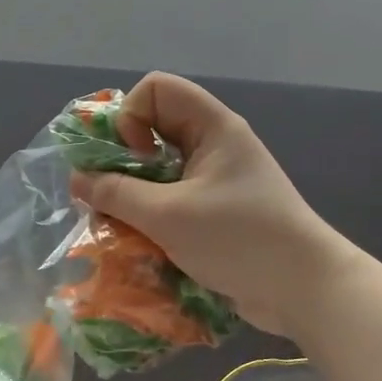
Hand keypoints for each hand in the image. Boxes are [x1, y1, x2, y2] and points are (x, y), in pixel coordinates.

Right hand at [70, 73, 353, 337]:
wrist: (304, 291)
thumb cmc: (239, 239)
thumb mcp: (168, 215)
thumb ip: (116, 193)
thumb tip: (77, 178)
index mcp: (212, 127)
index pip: (156, 89)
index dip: (132, 115)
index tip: (132, 159)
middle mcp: (213, 145)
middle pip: (152, 129)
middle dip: (123, 160)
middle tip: (112, 195)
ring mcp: (216, 179)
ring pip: (157, 169)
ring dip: (132, 193)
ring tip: (121, 224)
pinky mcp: (215, 212)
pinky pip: (170, 199)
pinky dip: (149, 215)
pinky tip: (141, 242)